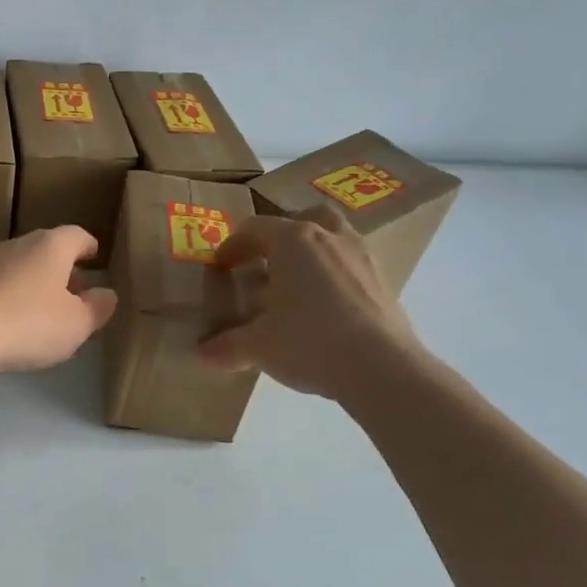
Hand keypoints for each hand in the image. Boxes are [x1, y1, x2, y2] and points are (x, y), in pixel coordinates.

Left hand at [0, 227, 117, 374]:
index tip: (94, 256)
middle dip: (63, 269)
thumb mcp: (77, 323)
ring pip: (21, 267)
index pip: (76, 235)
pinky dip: (13, 298)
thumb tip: (106, 294)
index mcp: (51, 245)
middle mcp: (18, 244)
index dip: (88, 246)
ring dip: (37, 285)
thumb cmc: (30, 322)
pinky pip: (0, 286)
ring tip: (47, 313)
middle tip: (76, 293)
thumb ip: (97, 308)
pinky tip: (16, 323)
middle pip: (47, 250)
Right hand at [198, 207, 424, 401]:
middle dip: (280, 235)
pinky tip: (324, 307)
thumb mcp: (257, 347)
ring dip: (312, 250)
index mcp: (293, 241)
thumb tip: (203, 353)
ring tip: (296, 283)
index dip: (232, 246)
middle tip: (264, 262)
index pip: (254, 229)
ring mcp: (361, 256)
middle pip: (302, 218)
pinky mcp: (383, 281)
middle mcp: (329, 237)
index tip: (221, 268)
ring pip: (333, 236)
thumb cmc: (309, 343)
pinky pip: (350, 263)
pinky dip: (333, 274)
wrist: (382, 368)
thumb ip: (227, 345)